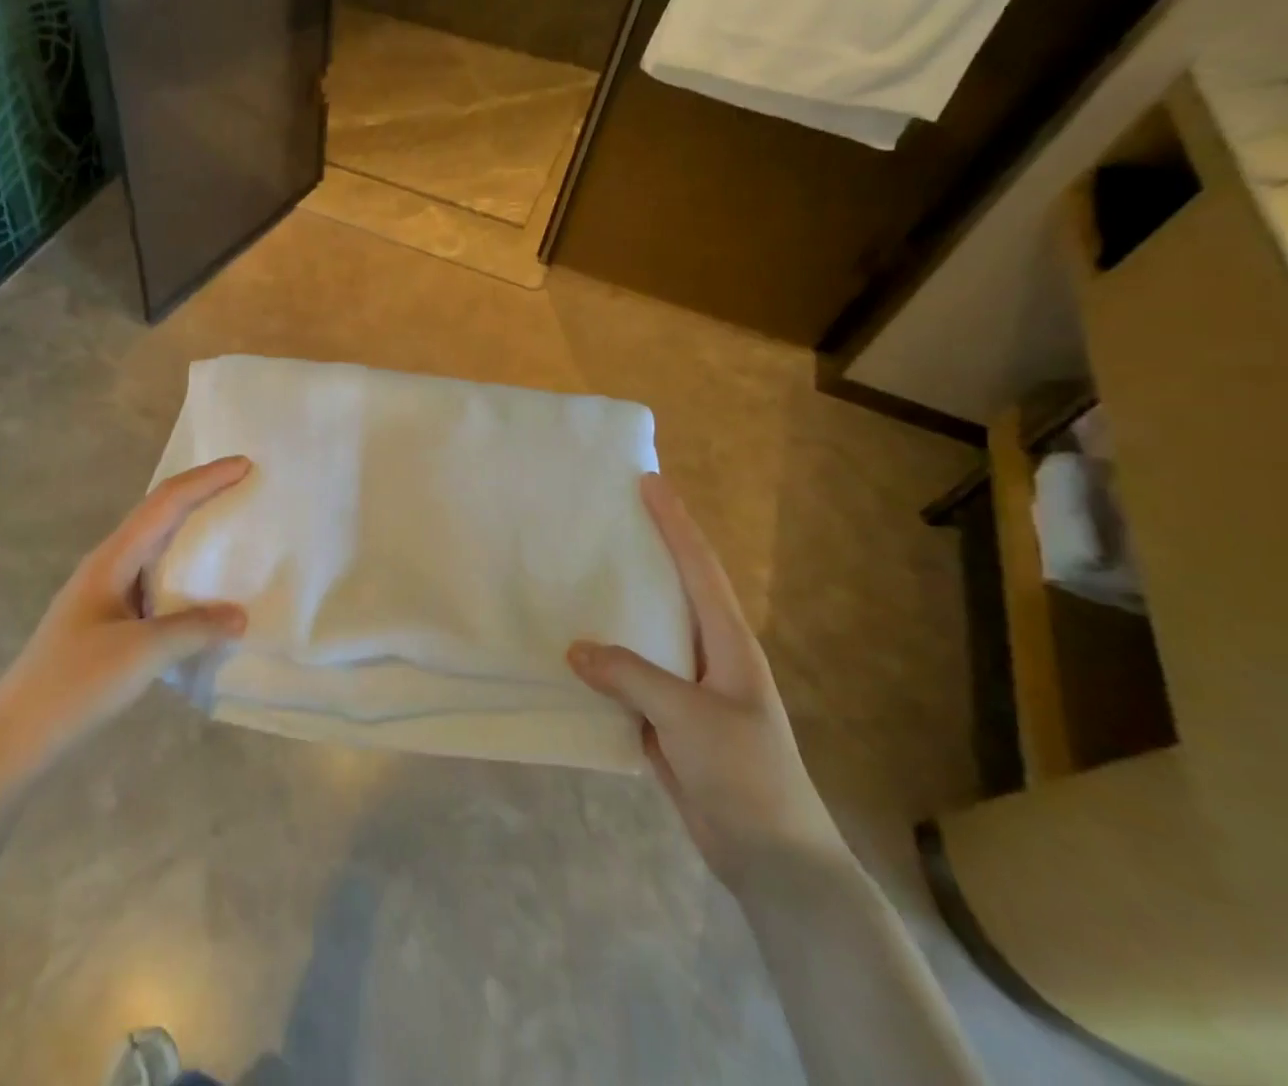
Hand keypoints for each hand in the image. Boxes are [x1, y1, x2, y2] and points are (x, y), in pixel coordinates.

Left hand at [0, 456, 251, 763]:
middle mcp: (108, 564)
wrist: (16, 735)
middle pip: (159, 512)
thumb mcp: (141, 653)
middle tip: (242, 484)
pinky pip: (153, 576)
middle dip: (200, 492)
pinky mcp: (107, 619)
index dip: (206, 480)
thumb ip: (195, 628)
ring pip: (155, 543)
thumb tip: (241, 615)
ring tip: (228, 524)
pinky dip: (182, 567)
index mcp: (112, 558)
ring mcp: (105, 591)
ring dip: (190, 526)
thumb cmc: (75, 684)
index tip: (245, 465)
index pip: (166, 503)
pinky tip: (200, 586)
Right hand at [568, 473, 844, 887]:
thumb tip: (574, 648)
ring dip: (617, 606)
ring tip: (578, 573)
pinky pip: (628, 677)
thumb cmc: (745, 773)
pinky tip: (572, 652)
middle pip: (674, 591)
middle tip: (608, 516)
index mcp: (729, 645)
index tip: (649, 483)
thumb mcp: (689, 716)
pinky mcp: (667, 720)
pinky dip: (603, 660)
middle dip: (648, 551)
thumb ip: (631, 676)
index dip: (676, 525)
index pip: (700, 569)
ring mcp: (688, 689)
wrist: (771, 859)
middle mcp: (709, 657)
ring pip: (646, 634)